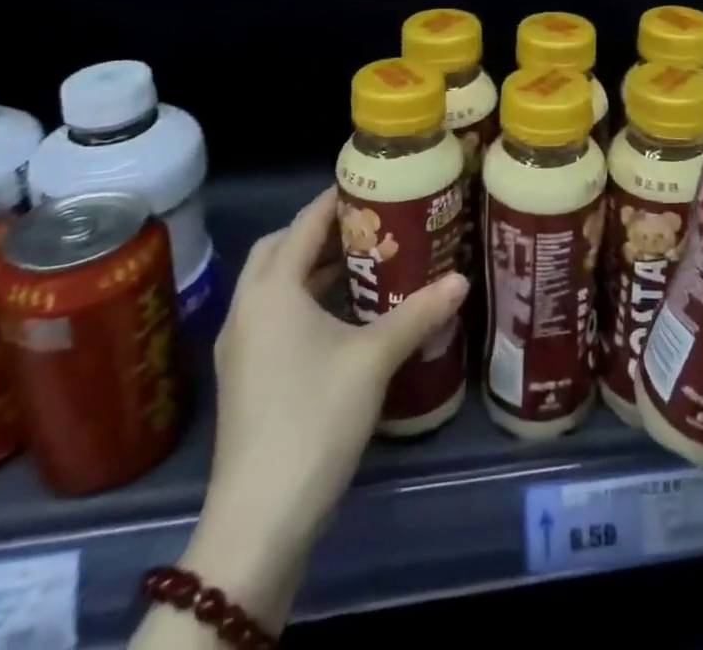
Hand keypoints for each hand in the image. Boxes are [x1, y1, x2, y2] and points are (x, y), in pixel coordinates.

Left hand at [147, 187, 466, 639]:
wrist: (259, 518)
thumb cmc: (315, 417)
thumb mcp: (374, 358)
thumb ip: (418, 313)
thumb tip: (462, 278)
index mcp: (272, 289)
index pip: (305, 222)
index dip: (337, 199)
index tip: (374, 183)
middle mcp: (248, 307)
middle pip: (281, 248)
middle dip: (321, 231)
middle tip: (369, 225)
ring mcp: (241, 345)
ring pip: (275, 285)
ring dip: (312, 268)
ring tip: (364, 265)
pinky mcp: (244, 376)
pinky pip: (273, 315)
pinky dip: (303, 301)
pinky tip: (342, 318)